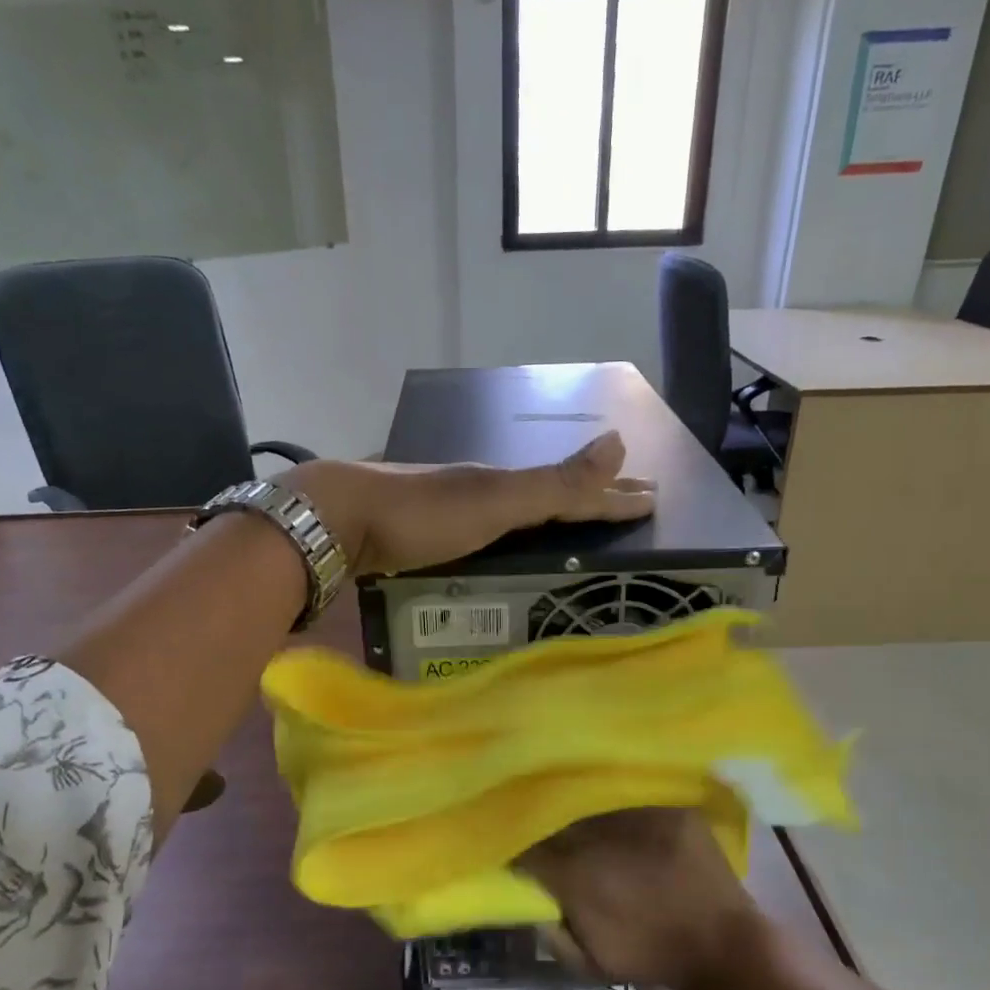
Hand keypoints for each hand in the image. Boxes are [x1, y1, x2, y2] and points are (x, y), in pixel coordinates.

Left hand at [281, 432, 653, 576]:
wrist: (336, 522)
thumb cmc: (420, 513)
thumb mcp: (494, 500)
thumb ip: (553, 484)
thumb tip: (619, 442)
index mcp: (503, 485)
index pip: (572, 491)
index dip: (613, 496)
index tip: (653, 498)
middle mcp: (481, 493)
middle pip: (546, 496)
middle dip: (587, 500)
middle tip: (624, 505)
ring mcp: (450, 514)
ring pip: (514, 515)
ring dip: (549, 518)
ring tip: (575, 528)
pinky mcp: (424, 538)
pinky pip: (485, 535)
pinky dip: (510, 537)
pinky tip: (506, 547)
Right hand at [521, 808, 770, 989]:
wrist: (724, 946)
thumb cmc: (652, 955)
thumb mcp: (589, 960)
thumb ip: (551, 931)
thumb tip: (528, 899)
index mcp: (575, 873)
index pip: (527, 846)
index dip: (517, 845)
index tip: (516, 848)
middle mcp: (600, 835)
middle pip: (554, 814)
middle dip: (543, 818)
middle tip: (540, 825)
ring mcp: (637, 813)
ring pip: (588, 794)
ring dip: (576, 801)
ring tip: (572, 806)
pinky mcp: (668, 803)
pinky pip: (628, 789)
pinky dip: (614, 794)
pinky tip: (610, 799)